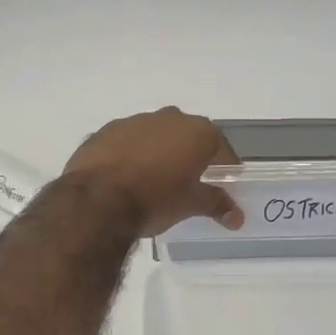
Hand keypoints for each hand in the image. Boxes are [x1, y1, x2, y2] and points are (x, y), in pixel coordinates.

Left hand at [64, 107, 243, 237]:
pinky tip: (125, 178)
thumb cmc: (155, 199)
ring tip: (153, 182)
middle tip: (188, 183)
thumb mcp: (191, 204)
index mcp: (196, 131)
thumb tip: (237, 216)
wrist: (97, 200)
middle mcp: (168, 118)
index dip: (224, 167)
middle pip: (187, 137)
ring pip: (154, 136)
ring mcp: (134, 121)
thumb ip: (216, 204)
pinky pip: (126, 142)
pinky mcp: (105, 131)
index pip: (221, 148)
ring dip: (158, 153)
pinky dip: (130, 155)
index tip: (223, 184)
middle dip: (190, 157)